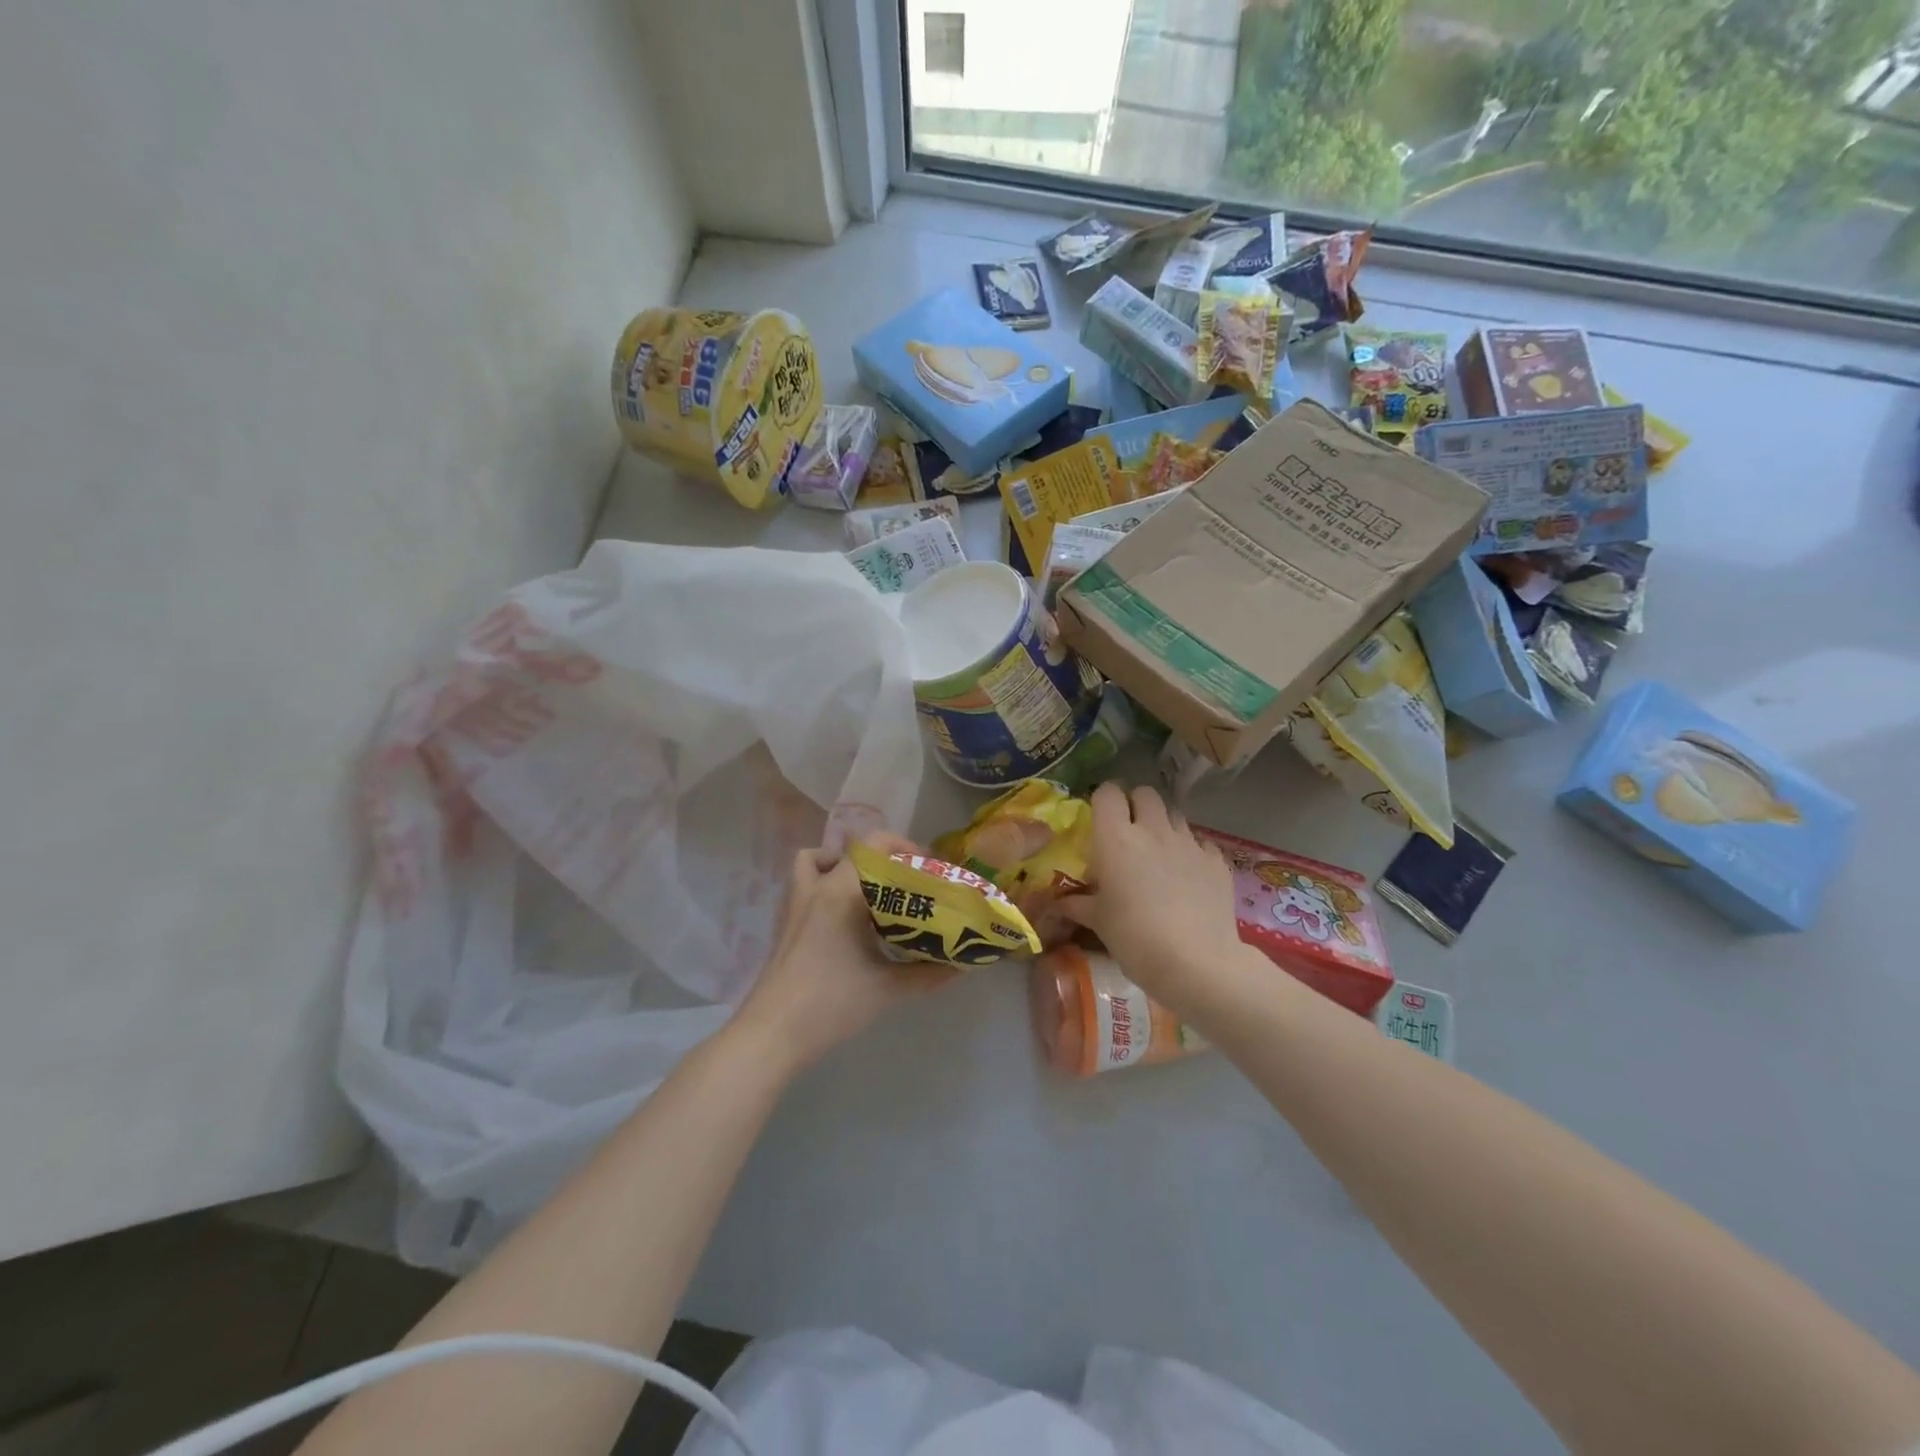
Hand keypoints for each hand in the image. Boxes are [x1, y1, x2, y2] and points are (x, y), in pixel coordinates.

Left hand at [733, 833, 954, 1074]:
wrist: (772, 1034)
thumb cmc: (831, 1004)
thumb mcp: (887, 988)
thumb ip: (928, 974)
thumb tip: (964, 966)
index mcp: (842, 892)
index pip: (873, 846)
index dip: (902, 847)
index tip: (925, 868)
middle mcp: (816, 887)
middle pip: (848, 850)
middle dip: (879, 858)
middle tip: (902, 881)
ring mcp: (795, 903)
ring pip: (815, 860)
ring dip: (841, 864)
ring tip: (867, 889)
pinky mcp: (784, 922)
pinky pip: (803, 883)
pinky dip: (821, 883)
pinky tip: (842, 915)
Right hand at [1058, 783, 1247, 1017]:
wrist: (1197, 963)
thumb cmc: (1135, 938)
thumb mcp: (1098, 922)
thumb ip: (1077, 904)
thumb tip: (1056, 903)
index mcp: (1116, 838)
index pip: (1108, 793)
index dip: (1104, 800)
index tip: (1101, 818)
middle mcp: (1152, 830)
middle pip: (1145, 794)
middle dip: (1136, 805)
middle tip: (1129, 832)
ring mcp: (1188, 842)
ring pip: (1174, 814)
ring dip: (1163, 825)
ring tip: (1158, 854)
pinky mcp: (1216, 860)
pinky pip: (1200, 843)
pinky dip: (1191, 852)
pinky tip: (1188, 876)